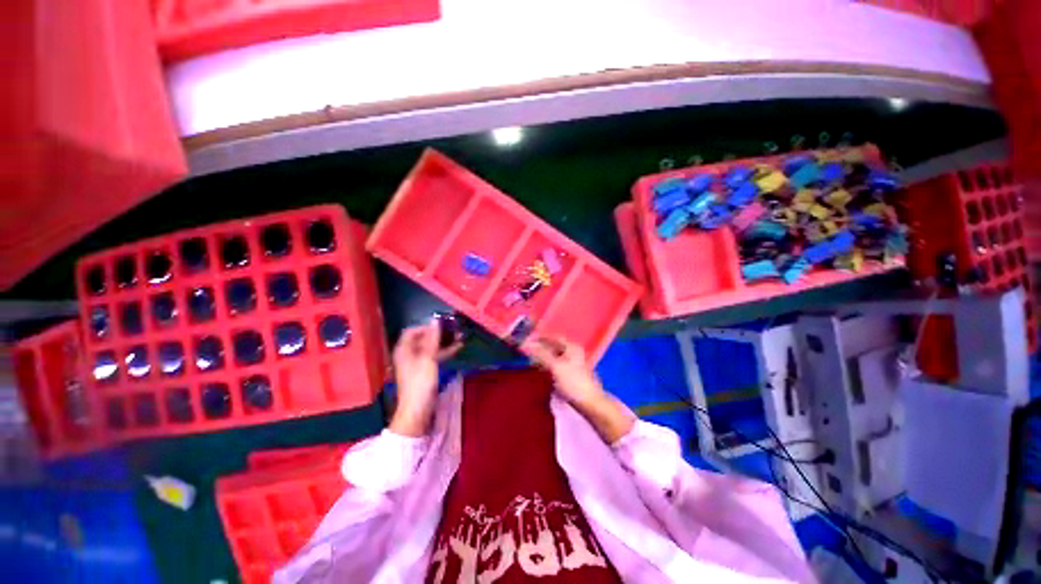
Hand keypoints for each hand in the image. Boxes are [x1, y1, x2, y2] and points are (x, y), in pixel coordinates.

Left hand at [390, 320, 459, 436]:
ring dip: (445, 342)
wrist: (418, 410)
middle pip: (423, 338)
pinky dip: (445, 352)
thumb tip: (435, 319)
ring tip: (460, 337)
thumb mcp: (428, 358)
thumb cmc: (420, 382)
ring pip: (431, 348)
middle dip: (439, 334)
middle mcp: (409, 354)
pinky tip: (458, 348)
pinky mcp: (425, 371)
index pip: (412, 331)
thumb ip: (432, 338)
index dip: (426, 326)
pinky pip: (435, 357)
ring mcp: (417, 363)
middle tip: (454, 330)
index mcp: (404, 349)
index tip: (441, 325)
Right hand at [521, 337, 604, 406]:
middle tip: (527, 351)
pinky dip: (549, 366)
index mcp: (572, 347)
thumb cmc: (573, 383)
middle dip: (541, 348)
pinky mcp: (572, 375)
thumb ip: (540, 354)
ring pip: (555, 357)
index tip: (527, 340)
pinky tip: (542, 371)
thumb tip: (525, 343)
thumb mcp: (555, 367)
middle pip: (554, 347)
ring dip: (544, 357)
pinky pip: (557, 366)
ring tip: (532, 360)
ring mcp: (574, 364)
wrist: (590, 404)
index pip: (553, 337)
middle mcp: (574, 353)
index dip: (540, 338)